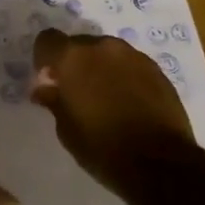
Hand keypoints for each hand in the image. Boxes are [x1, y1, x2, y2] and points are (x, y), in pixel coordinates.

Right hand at [30, 30, 198, 190]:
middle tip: (77, 92)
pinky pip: (129, 65)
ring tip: (105, 97)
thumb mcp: (66, 129)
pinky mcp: (156, 69)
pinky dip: (123, 76)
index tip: (48, 80)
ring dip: (100, 68)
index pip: (47, 40)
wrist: (160, 164)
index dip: (44, 58)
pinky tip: (127, 102)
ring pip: (106, 53)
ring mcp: (133, 56)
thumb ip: (54, 100)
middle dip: (74, 63)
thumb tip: (45, 88)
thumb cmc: (103, 148)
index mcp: (73, 58)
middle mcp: (102, 47)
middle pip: (79, 44)